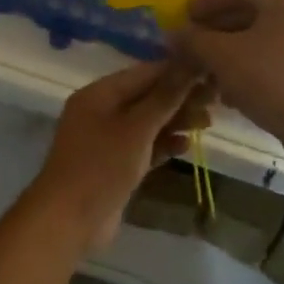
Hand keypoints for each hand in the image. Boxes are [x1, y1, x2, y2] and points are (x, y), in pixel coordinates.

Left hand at [26, 60, 211, 255]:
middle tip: (215, 101)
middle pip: (146, 97)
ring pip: (147, 123)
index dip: (177, 72)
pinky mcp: (114, 165)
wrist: (68, 221)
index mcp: (99, 94)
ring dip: (176, 121)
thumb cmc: (101, 166)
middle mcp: (101, 111)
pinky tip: (187, 146)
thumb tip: (189, 63)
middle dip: (180, 98)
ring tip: (208, 123)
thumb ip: (165, 97)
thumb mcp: (137, 128)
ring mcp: (107, 140)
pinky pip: (143, 147)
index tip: (210, 73)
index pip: (144, 73)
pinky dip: (163, 144)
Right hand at [170, 0, 283, 145]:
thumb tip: (173, 34)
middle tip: (191, 45)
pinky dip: (249, 66)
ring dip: (229, 51)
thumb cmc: (270, 78)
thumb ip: (194, 40)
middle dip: (215, 31)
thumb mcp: (222, 56)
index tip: (183, 18)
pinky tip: (229, 91)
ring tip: (205, 71)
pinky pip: (273, 57)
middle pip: (248, 13)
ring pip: (259, 38)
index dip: (205, 3)